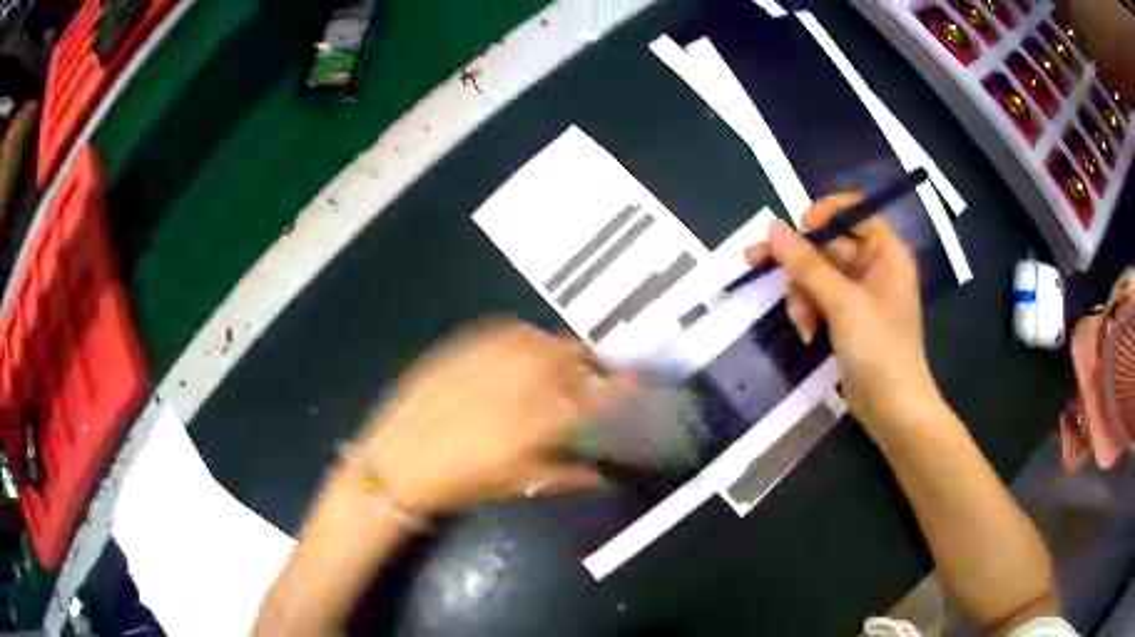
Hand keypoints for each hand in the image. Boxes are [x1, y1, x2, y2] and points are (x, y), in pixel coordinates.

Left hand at [350, 320, 632, 515]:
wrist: (393, 467)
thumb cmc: (455, 485)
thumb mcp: (513, 484)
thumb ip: (562, 475)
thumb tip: (599, 475)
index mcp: (529, 429)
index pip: (587, 402)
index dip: (616, 388)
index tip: (634, 380)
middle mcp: (510, 391)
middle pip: (563, 361)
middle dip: (587, 359)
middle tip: (594, 366)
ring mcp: (481, 367)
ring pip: (534, 341)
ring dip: (555, 345)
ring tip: (561, 354)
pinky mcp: (456, 353)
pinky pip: (498, 333)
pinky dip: (520, 334)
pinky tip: (523, 342)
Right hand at [744, 194, 942, 432]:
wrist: (893, 408)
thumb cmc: (879, 349)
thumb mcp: (842, 303)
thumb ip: (807, 264)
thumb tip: (772, 227)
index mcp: (885, 251)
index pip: (851, 210)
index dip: (821, 214)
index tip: (795, 231)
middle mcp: (875, 265)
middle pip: (827, 244)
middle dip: (798, 263)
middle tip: (754, 261)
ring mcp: (861, 292)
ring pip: (818, 274)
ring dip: (802, 294)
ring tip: (801, 321)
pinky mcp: (850, 316)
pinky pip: (821, 298)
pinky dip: (810, 311)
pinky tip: (808, 333)